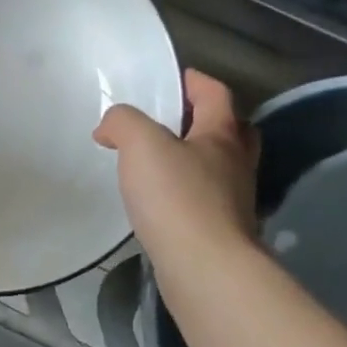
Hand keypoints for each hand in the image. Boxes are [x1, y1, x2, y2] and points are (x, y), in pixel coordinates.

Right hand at [95, 71, 258, 257]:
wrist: (204, 268)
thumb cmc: (177, 197)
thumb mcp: (141, 144)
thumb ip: (123, 122)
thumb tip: (110, 126)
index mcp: (221, 136)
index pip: (216, 95)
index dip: (196, 82)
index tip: (174, 78)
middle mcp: (236, 165)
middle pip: (233, 132)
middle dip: (208, 121)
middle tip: (176, 121)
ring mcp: (234, 202)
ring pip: (220, 169)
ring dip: (197, 160)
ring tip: (160, 163)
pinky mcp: (221, 234)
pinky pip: (205, 201)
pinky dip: (187, 194)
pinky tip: (161, 202)